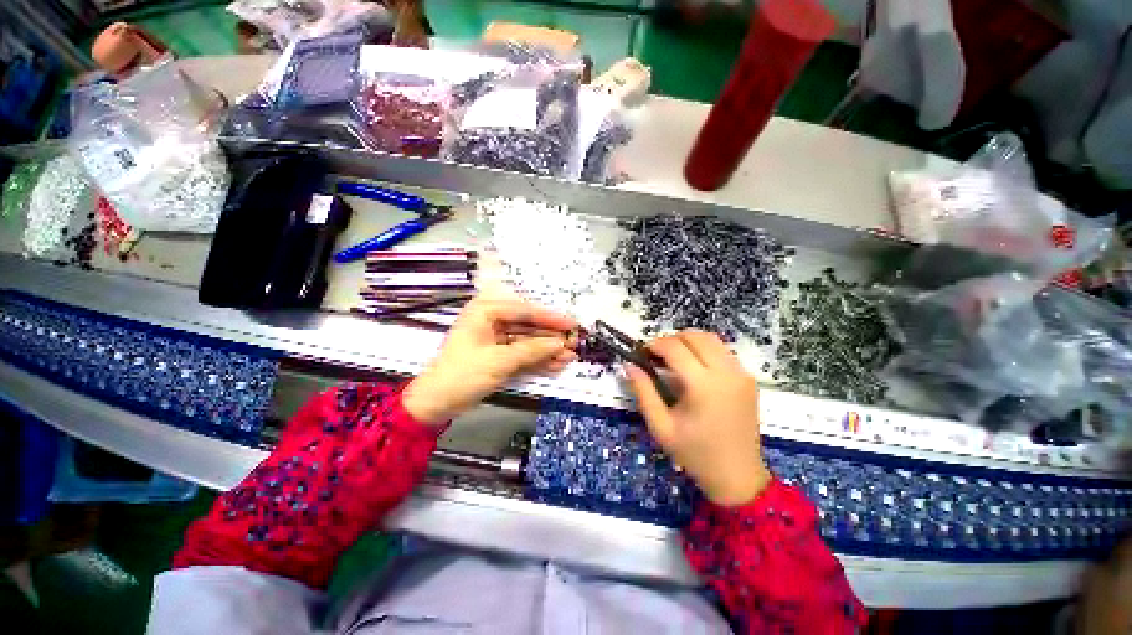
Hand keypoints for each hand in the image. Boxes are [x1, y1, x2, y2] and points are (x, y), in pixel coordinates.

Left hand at [403, 296, 577, 424]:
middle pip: (528, 326)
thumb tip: (560, 344)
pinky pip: (522, 353)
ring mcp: (496, 338)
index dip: (550, 318)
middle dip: (551, 337)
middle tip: (574, 343)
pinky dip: (538, 360)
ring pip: (528, 341)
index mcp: (486, 311)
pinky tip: (556, 364)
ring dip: (548, 350)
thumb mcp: (499, 361)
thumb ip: (532, 350)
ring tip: (570, 357)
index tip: (571, 324)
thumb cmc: (463, 374)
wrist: (436, 403)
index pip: (524, 311)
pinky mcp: (499, 355)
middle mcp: (492, 320)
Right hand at [625, 330, 770, 506]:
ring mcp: (741, 374)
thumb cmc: (695, 454)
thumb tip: (629, 365)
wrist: (738, 477)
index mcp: (703, 386)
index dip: (655, 344)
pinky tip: (695, 369)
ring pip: (711, 339)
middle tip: (657, 356)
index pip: (675, 348)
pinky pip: (723, 351)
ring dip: (689, 342)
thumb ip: (643, 391)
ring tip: (674, 359)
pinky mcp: (749, 379)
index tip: (642, 353)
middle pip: (695, 336)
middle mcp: (726, 373)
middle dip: (671, 339)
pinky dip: (704, 351)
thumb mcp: (660, 426)